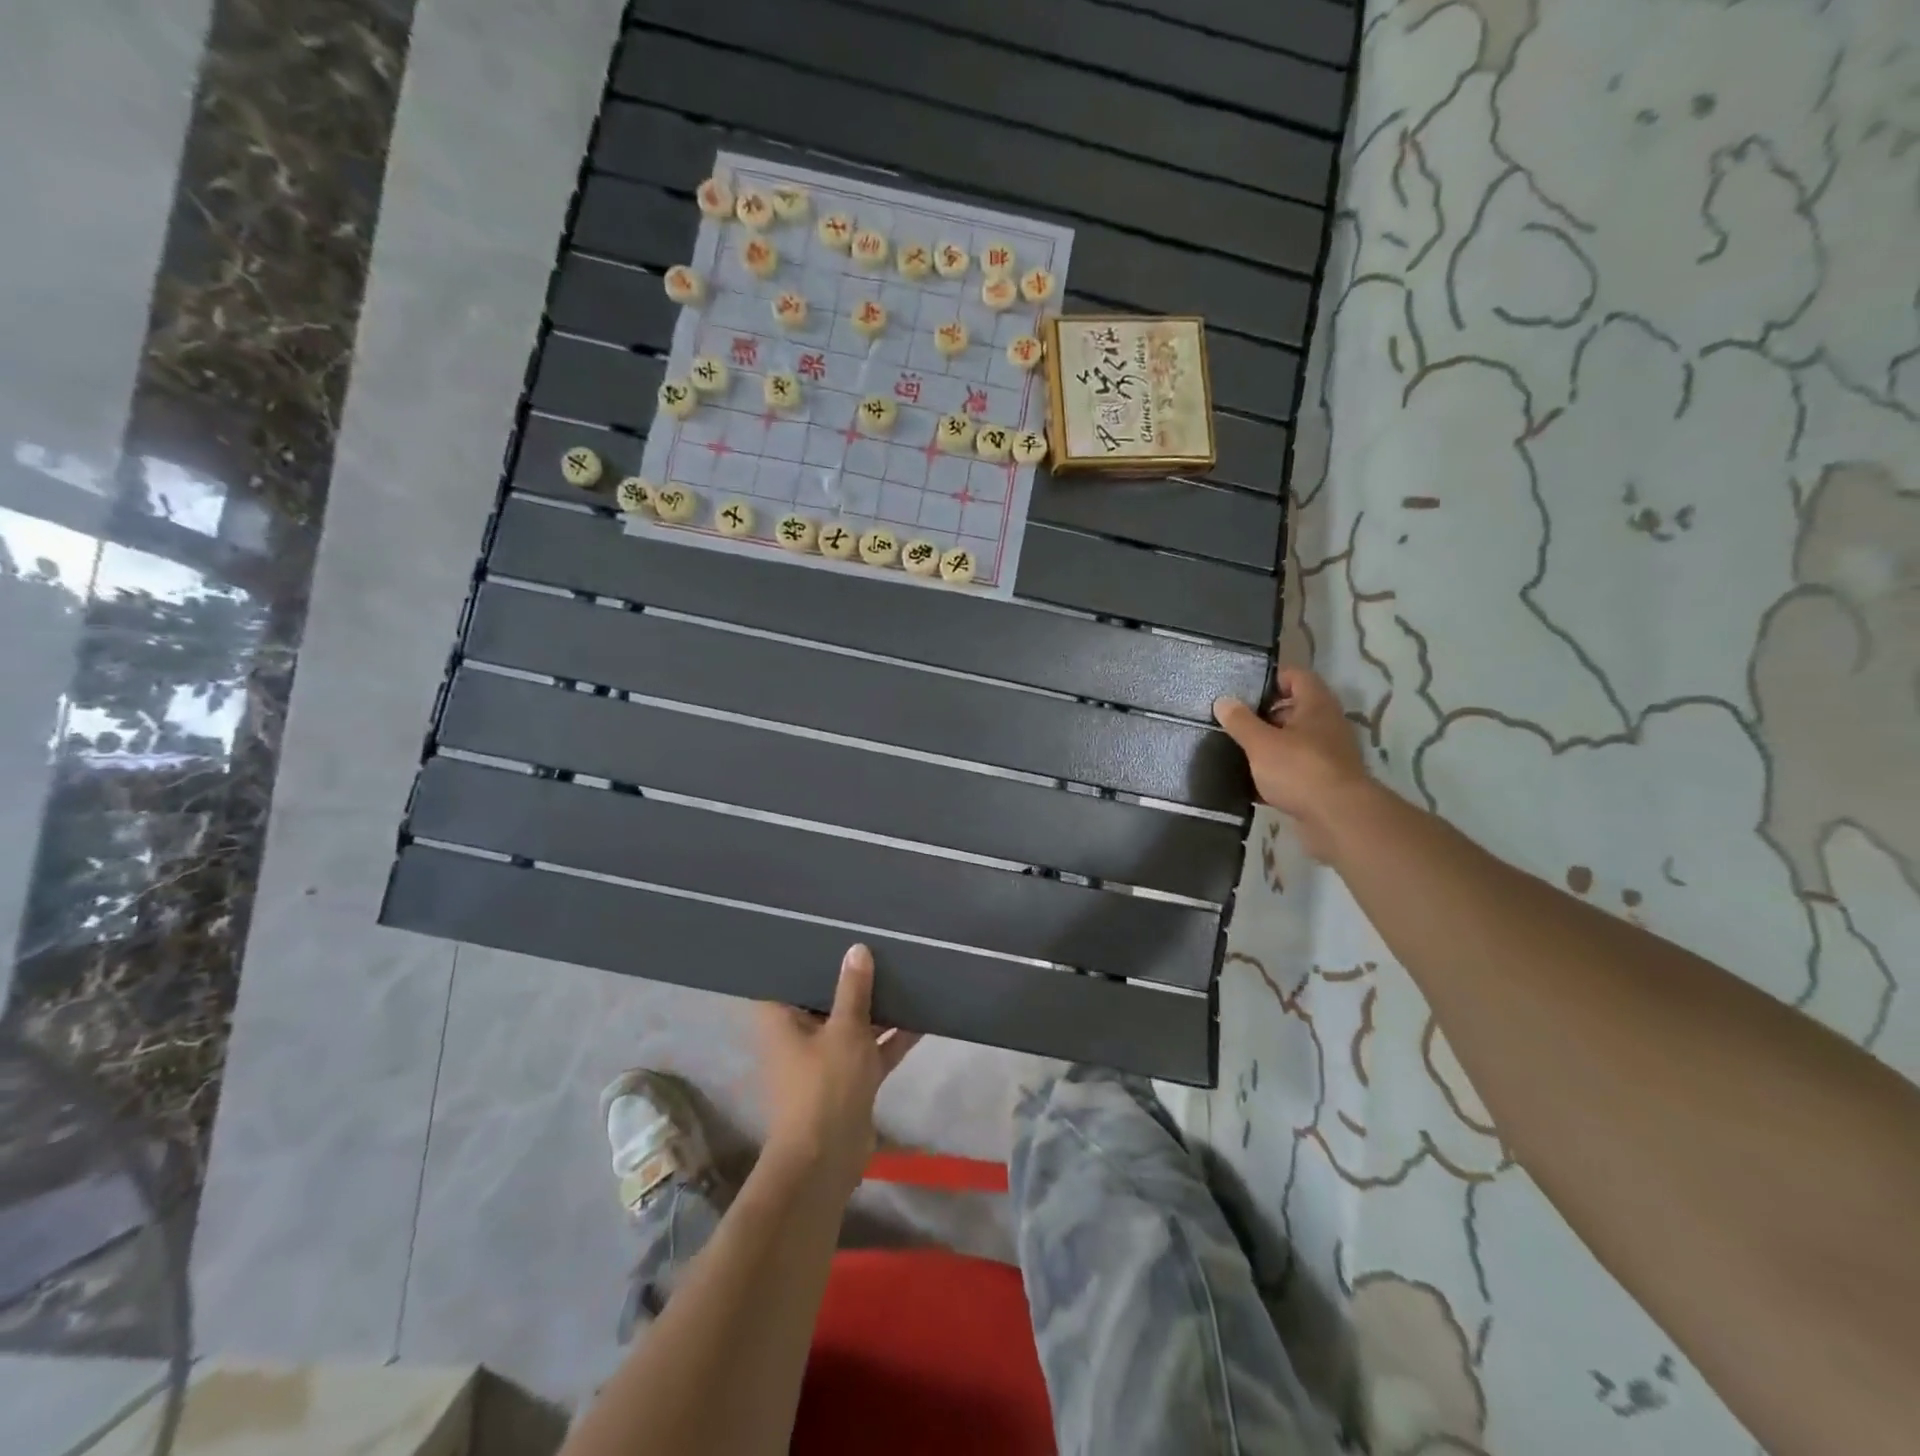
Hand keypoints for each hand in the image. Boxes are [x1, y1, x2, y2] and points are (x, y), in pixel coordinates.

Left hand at [754, 944, 920, 1197]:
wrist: (828, 1158)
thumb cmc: (824, 1085)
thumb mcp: (844, 1030)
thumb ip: (853, 989)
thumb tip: (857, 948)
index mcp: (782, 1020)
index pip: (784, 979)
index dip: (800, 956)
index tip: (821, 930)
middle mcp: (799, 1035)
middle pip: (822, 997)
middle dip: (847, 976)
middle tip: (871, 940)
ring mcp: (826, 1058)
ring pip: (851, 1023)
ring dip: (874, 1006)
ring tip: (901, 969)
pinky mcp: (850, 1079)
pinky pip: (872, 1048)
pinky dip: (892, 1037)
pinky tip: (922, 1015)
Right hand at [1213, 668, 1373, 861]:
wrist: (1338, 818)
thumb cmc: (1299, 769)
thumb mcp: (1261, 743)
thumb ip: (1240, 722)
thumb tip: (1223, 701)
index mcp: (1316, 705)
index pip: (1296, 676)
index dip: (1272, 678)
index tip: (1244, 689)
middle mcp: (1326, 725)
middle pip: (1294, 710)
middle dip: (1265, 715)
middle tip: (1234, 721)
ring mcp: (1328, 755)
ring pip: (1293, 742)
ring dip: (1268, 746)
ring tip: (1237, 751)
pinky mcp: (1323, 782)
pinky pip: (1294, 770)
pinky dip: (1275, 774)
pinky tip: (1250, 783)